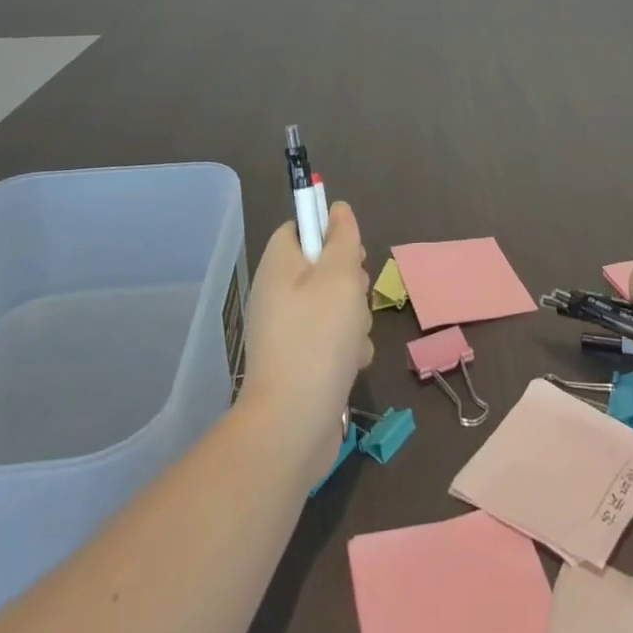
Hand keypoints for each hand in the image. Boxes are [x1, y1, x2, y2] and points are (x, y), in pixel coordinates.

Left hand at [239, 201, 375, 480]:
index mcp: (278, 266)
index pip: (299, 229)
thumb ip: (342, 238)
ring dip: (354, 318)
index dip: (327, 231)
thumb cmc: (318, 337)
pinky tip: (352, 364)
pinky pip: (331, 340)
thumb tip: (337, 209)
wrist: (294, 423)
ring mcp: (287, 332)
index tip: (350, 249)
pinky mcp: (300, 363)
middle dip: (350, 280)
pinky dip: (346, 349)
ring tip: (353, 338)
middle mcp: (278, 295)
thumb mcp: (339, 275)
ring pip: (334, 306)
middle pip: (322, 267)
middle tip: (355, 295)